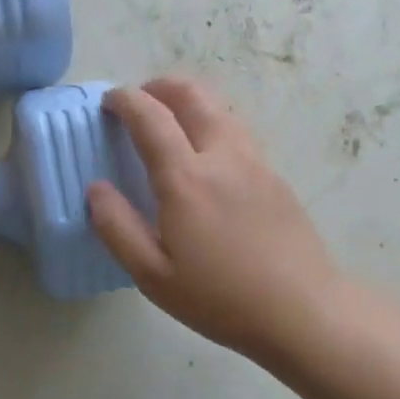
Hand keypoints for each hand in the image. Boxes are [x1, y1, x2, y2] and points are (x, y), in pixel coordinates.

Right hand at [88, 77, 344, 364]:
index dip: (125, 100)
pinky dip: (211, 124)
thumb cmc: (220, 298)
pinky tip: (204, 156)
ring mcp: (255, 163)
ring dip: (189, 101)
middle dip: (160, 86)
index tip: (108, 101)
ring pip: (220, 109)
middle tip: (138, 100)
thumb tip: (96, 189)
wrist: (303, 312)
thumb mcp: (152, 275)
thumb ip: (117, 227)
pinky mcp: (275, 177)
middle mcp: (222, 157)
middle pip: (192, 95)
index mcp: (186, 179)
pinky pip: (237, 132)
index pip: (151, 117)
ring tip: (169, 122)